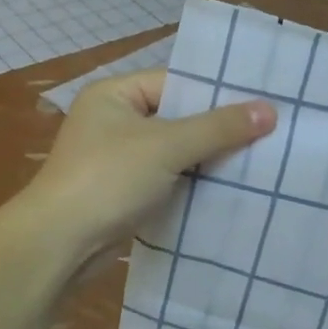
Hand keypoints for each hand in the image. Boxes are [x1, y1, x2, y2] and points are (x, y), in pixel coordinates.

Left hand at [18, 69, 274, 265]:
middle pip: (175, 117)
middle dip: (215, 129)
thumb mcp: (167, 146)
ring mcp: (115, 158)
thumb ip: (217, 128)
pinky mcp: (121, 191)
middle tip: (267, 133)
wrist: (58, 245)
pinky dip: (189, 183)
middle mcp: (112, 120)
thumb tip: (269, 110)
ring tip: (256, 161)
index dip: (215, 94)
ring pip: (172, 151)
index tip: (260, 104)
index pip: (174, 83)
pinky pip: (164, 178)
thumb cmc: (108, 179)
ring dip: (205, 159)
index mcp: (114, 94)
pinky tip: (225, 190)